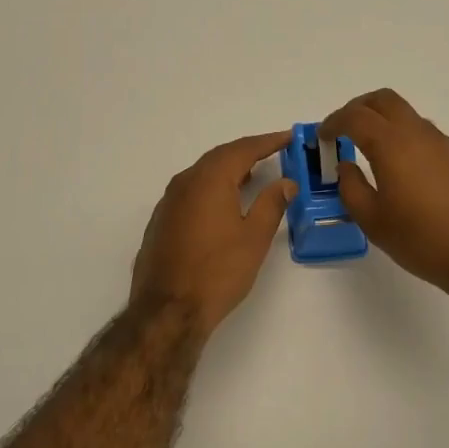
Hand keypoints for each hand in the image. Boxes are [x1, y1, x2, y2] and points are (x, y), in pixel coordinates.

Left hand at [131, 132, 295, 337]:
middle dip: (247, 152)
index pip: (243, 149)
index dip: (268, 142)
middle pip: (220, 157)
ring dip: (228, 170)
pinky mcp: (161, 221)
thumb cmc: (218, 272)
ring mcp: (168, 202)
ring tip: (252, 175)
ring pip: (202, 174)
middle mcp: (185, 182)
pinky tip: (223, 203)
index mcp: (209, 179)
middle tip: (272, 152)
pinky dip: (211, 188)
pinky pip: (190, 191)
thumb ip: (271, 204)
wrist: (168, 309)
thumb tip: (286, 183)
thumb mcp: (254, 238)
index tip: (287, 137)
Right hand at [321, 89, 448, 302]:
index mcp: (392, 145)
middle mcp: (420, 134)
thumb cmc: (422, 240)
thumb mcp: (373, 221)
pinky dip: (410, 143)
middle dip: (360, 108)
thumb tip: (346, 167)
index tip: (323, 137)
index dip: (334, 121)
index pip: (355, 116)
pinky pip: (430, 139)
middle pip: (385, 100)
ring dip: (387, 126)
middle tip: (345, 130)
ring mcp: (447, 145)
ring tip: (375, 155)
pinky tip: (409, 176)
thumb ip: (351, 188)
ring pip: (410, 118)